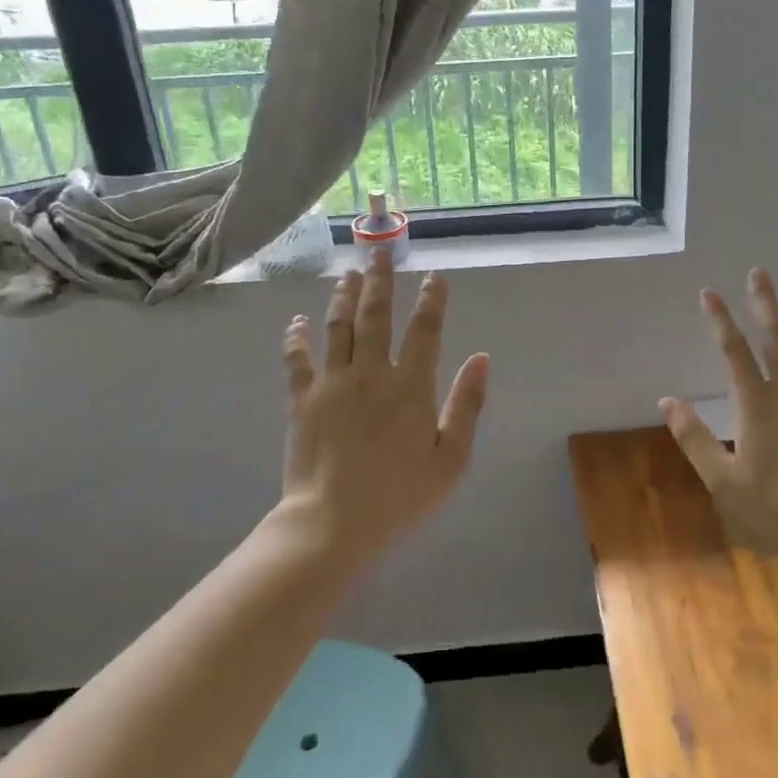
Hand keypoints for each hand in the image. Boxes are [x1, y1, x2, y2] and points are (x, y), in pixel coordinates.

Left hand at [278, 247, 489, 556]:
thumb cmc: (400, 496)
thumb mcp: (450, 459)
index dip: (432, 300)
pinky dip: (297, 336)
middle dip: (381, 281)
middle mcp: (371, 373)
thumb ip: (467, 404)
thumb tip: (481, 358)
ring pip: (338, 327)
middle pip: (376, 316)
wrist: (332, 524)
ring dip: (344, 297)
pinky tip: (297, 319)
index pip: (425, 331)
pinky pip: (297, 358)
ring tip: (349, 274)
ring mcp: (332, 383)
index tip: (434, 277)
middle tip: (379, 252)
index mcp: (411, 387)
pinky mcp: (302, 399)